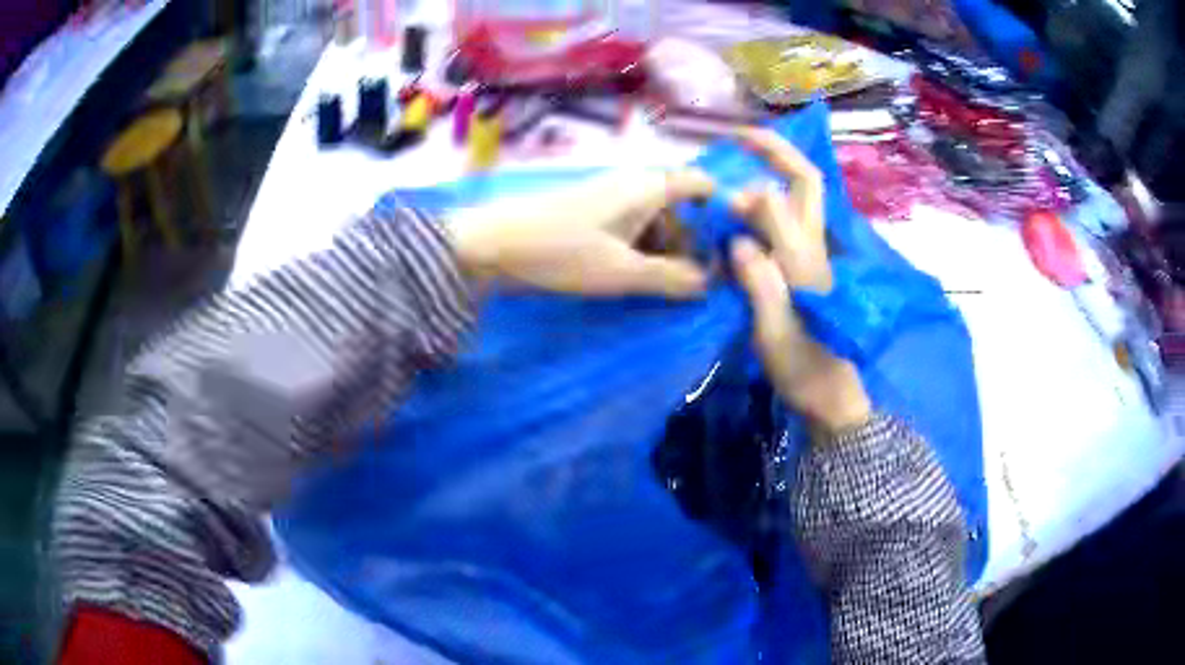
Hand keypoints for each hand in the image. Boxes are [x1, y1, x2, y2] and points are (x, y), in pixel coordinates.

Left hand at [445, 168, 714, 297]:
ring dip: (667, 253)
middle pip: (681, 210)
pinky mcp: (592, 214)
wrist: (490, 244)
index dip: (722, 211)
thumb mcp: (623, 271)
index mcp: (649, 186)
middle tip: (699, 287)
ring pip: (655, 223)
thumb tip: (711, 284)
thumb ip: (673, 278)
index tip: (733, 250)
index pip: (701, 185)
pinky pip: (631, 230)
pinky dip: (642, 253)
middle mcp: (635, 184)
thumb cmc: (561, 251)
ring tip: (670, 292)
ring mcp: (611, 198)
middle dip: (693, 245)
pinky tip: (640, 281)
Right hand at [728, 130, 870, 436]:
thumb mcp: (775, 329)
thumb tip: (739, 235)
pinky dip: (764, 203)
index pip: (788, 196)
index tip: (718, 190)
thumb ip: (761, 279)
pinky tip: (739, 212)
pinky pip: (786, 222)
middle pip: (806, 183)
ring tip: (734, 164)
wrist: (827, 394)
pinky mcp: (802, 269)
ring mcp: (809, 256)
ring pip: (797, 199)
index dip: (754, 182)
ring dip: (770, 172)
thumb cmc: (802, 366)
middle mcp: (811, 247)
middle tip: (739, 136)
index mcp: (805, 257)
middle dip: (776, 150)